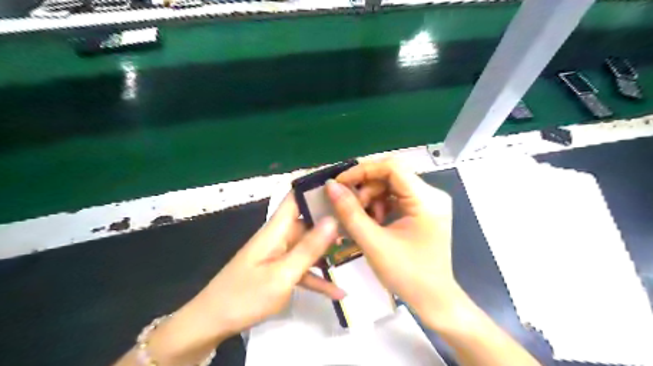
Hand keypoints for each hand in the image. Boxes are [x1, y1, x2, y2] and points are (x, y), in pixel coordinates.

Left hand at [114, 196, 342, 365]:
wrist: (212, 323)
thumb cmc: (246, 295)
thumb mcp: (283, 274)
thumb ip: (309, 247)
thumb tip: (333, 219)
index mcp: (277, 229)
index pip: (295, 197)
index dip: (315, 188)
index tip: (342, 185)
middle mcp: (279, 237)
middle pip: (308, 221)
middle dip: (332, 220)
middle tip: (360, 221)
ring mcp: (280, 255)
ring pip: (309, 246)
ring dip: (329, 250)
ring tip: (356, 248)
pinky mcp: (279, 272)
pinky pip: (303, 270)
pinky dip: (318, 278)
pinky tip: (339, 291)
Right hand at [325, 159, 458, 327]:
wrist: (434, 300)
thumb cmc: (407, 275)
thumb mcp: (373, 243)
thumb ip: (350, 212)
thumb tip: (331, 186)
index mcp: (426, 200)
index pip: (392, 167)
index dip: (362, 171)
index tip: (340, 184)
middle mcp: (432, 194)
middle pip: (391, 175)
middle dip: (366, 189)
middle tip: (351, 208)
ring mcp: (429, 202)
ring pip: (392, 186)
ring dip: (372, 198)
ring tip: (364, 220)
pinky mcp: (424, 210)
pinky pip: (396, 197)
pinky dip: (380, 205)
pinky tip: (374, 222)